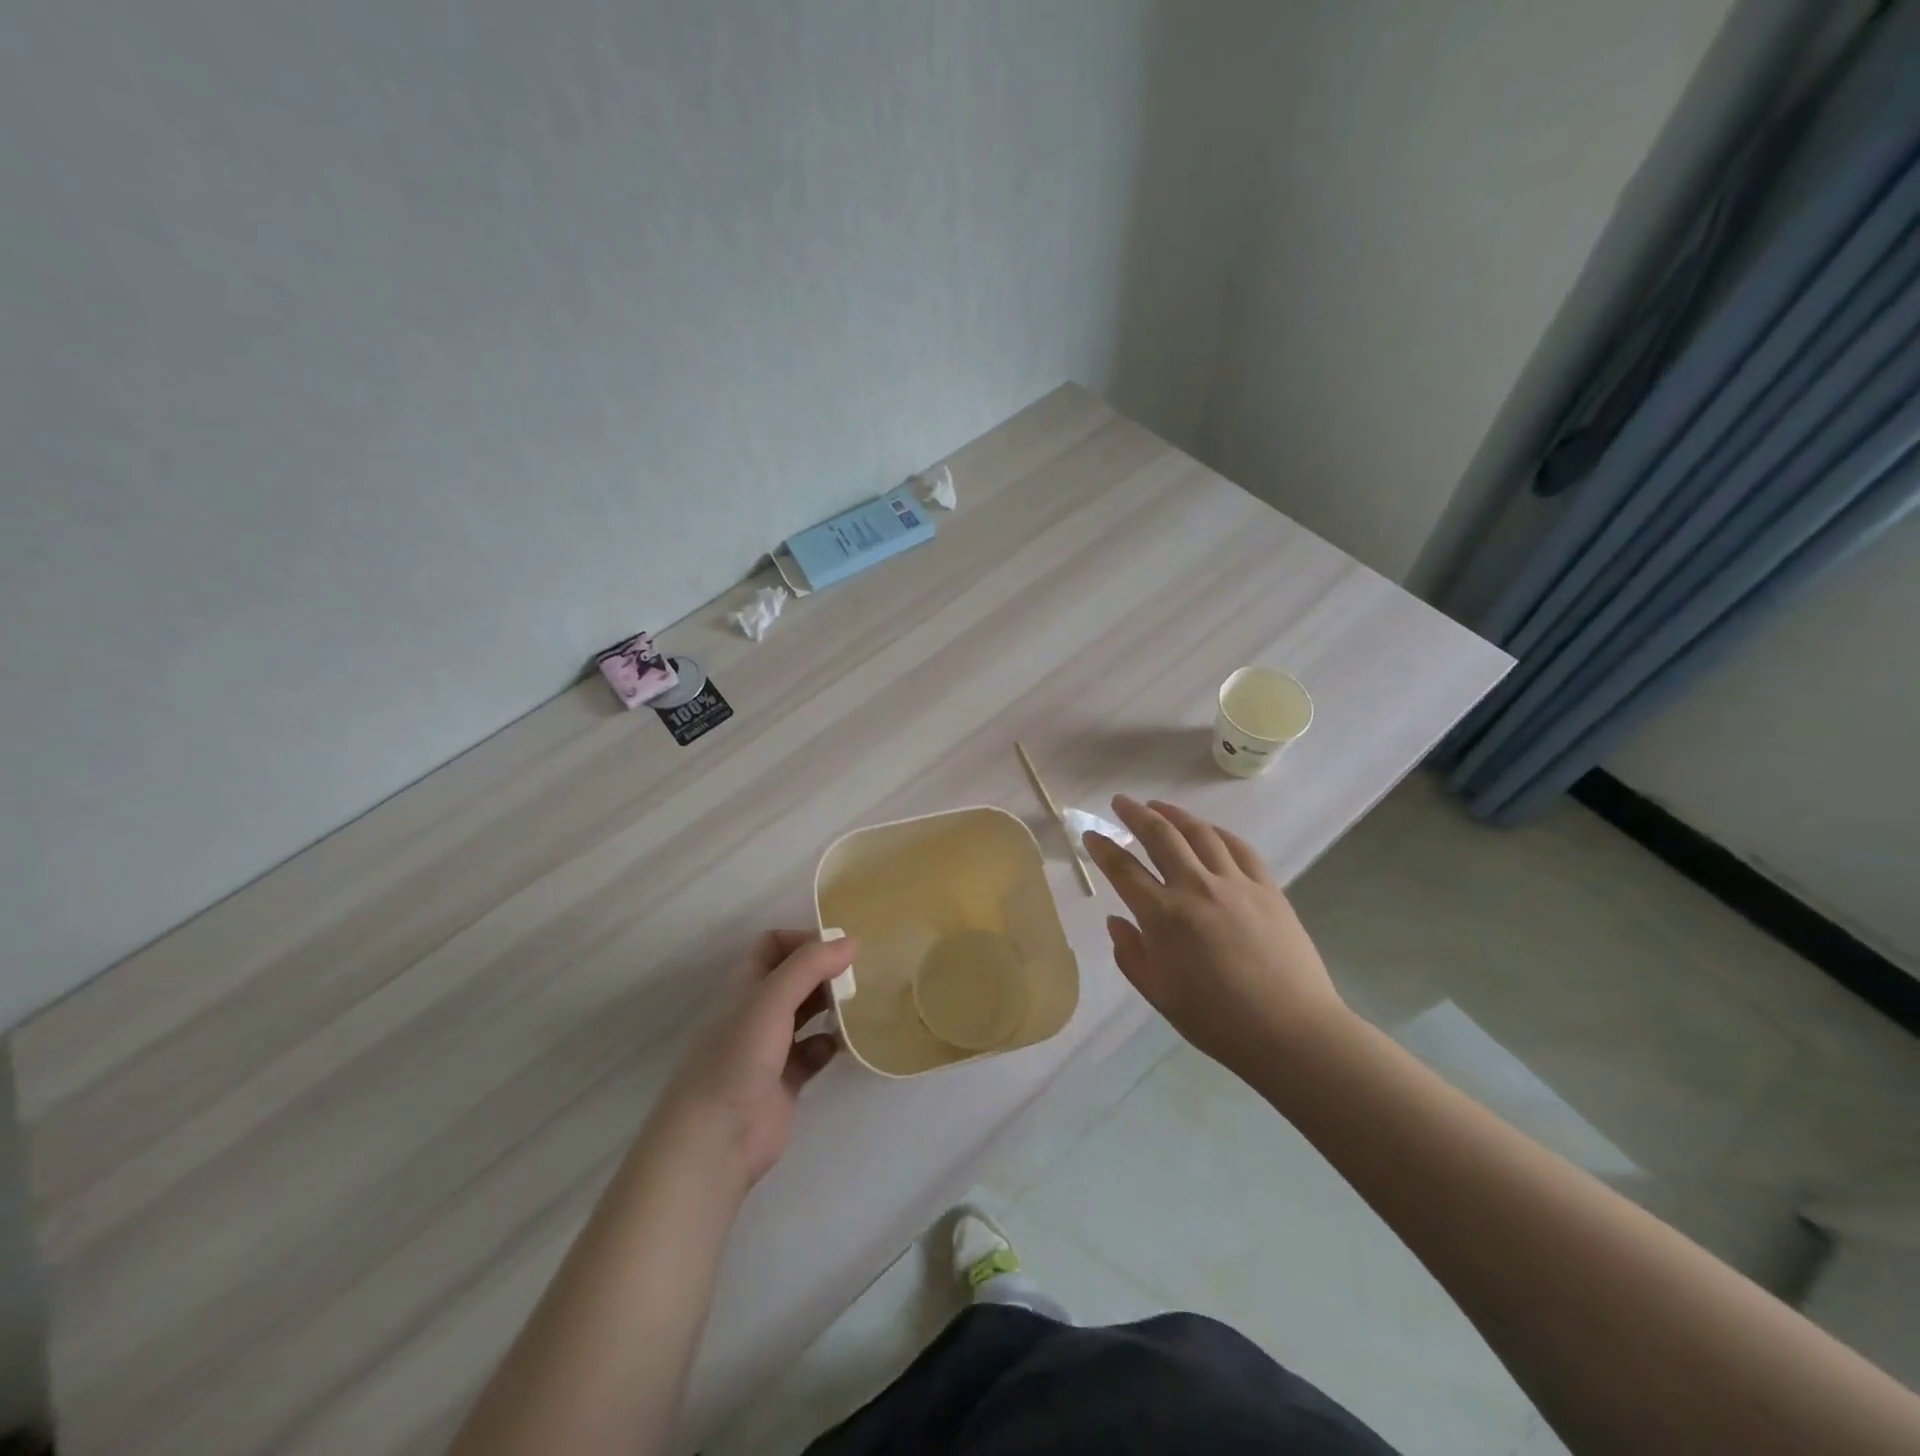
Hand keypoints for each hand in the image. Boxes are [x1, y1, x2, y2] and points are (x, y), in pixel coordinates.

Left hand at [655, 930, 854, 1187]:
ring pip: (806, 1014)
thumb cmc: (738, 1057)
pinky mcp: (786, 1081)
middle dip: (824, 972)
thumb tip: (851, 940)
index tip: (838, 948)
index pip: (773, 945)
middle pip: (794, 978)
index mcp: (745, 985)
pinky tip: (844, 1044)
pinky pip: (814, 1052)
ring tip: (860, 1003)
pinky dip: (830, 1044)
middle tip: (858, 975)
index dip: (803, 940)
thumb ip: (810, 966)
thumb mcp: (771, 1000)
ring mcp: (770, 1047)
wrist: (716, 1139)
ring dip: (831, 1006)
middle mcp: (756, 1011)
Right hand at [1082, 796, 1348, 1073]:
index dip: (1103, 848)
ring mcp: (1235, 884)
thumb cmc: (1217, 1020)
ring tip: (1158, 806)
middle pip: (1160, 836)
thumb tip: (1116, 921)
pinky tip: (1208, 830)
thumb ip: (1131, 954)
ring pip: (1200, 833)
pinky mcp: (1267, 888)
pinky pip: (1238, 847)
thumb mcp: (1159, 994)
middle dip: (1135, 814)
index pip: (1124, 870)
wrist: (1291, 1032)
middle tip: (1121, 801)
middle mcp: (1196, 888)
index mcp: (1164, 917)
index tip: (1090, 834)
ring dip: (1174, 814)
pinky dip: (1217, 832)